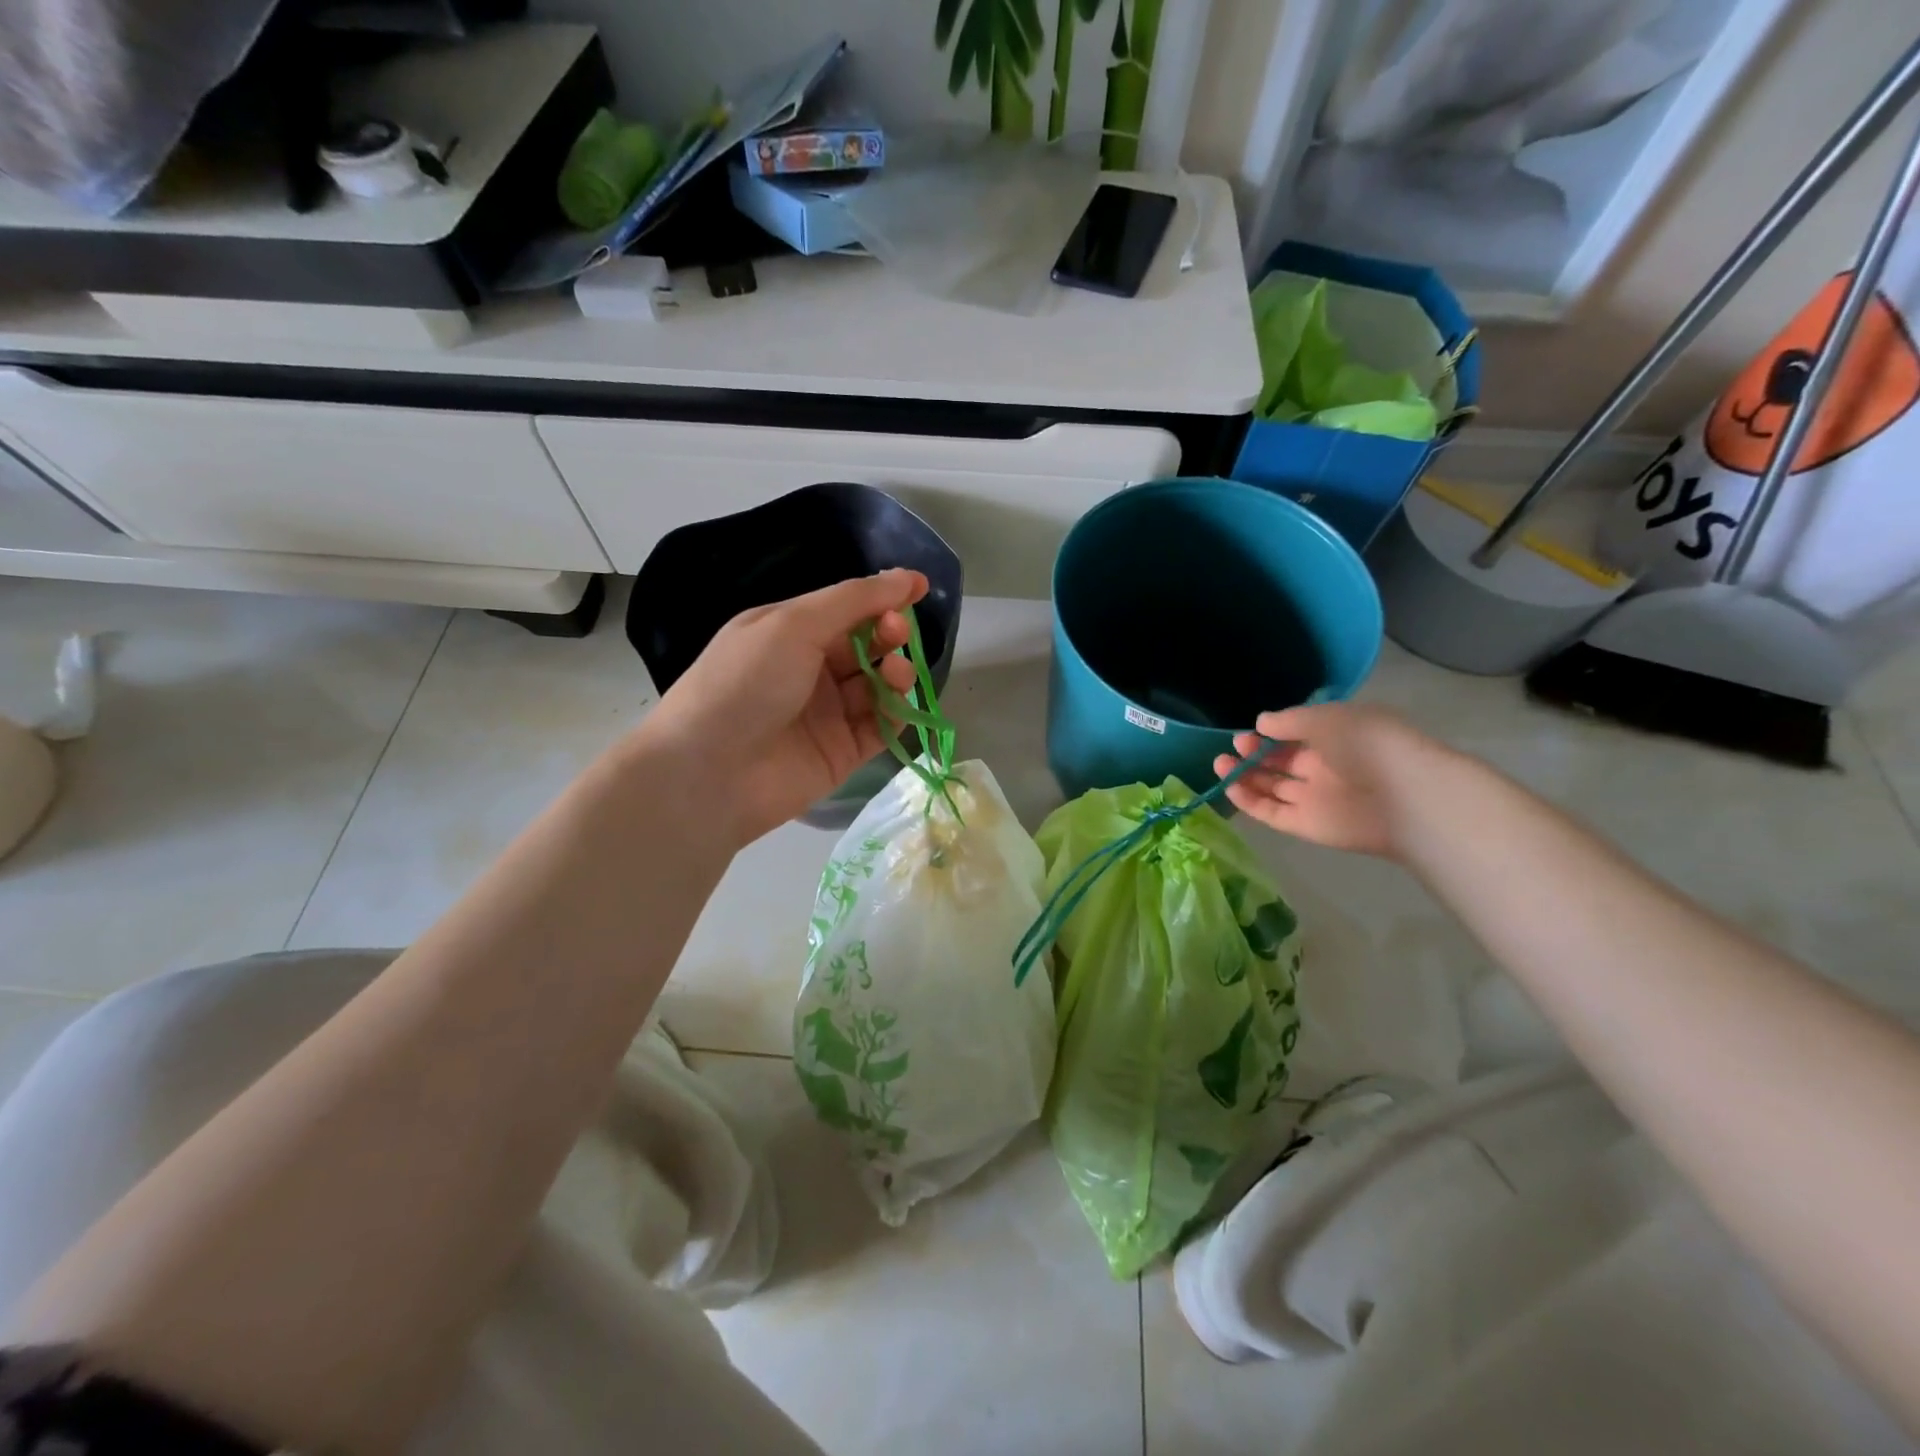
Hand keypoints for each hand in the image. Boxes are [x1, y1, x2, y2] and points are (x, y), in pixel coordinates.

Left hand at [636, 569, 928, 845]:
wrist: (710, 773)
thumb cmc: (744, 683)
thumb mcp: (793, 625)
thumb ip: (853, 600)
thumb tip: (906, 577)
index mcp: (789, 633)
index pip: (846, 609)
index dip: (882, 597)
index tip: (919, 588)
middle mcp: (809, 671)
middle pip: (866, 646)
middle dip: (889, 633)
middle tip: (896, 633)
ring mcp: (827, 714)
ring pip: (878, 686)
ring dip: (895, 673)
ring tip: (895, 673)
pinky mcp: (842, 753)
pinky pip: (880, 727)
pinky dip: (895, 713)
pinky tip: (897, 703)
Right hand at [1213, 703, 1435, 859]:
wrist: (1405, 797)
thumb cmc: (1368, 744)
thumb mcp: (1326, 719)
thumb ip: (1289, 721)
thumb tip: (1261, 723)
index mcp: (1338, 739)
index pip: (1298, 735)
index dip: (1272, 733)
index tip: (1251, 730)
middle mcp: (1326, 768)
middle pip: (1282, 762)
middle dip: (1255, 753)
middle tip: (1235, 746)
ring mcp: (1315, 798)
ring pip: (1273, 787)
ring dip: (1246, 776)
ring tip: (1220, 764)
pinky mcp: (1307, 825)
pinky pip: (1273, 812)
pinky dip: (1251, 802)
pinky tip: (1230, 788)